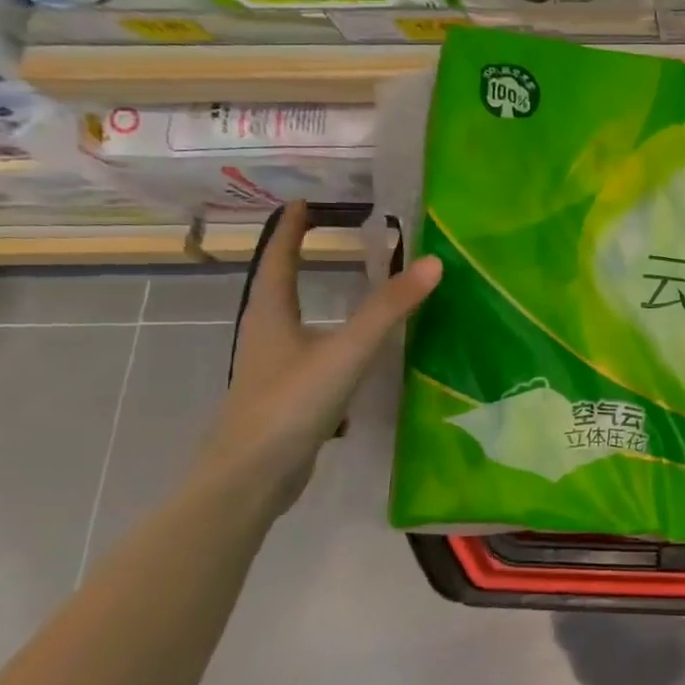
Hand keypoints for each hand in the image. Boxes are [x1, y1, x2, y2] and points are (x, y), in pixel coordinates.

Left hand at [190, 202, 442, 520]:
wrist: (251, 480)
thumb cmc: (290, 404)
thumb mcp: (346, 351)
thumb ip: (389, 309)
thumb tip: (433, 262)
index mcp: (270, 317)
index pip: (279, 261)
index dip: (291, 232)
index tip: (304, 204)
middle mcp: (268, 338)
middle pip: (281, 290)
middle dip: (301, 263)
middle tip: (331, 239)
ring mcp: (275, 371)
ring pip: (297, 326)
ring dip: (319, 305)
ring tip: (350, 292)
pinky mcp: (289, 400)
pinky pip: (314, 358)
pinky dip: (333, 345)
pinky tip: (357, 358)